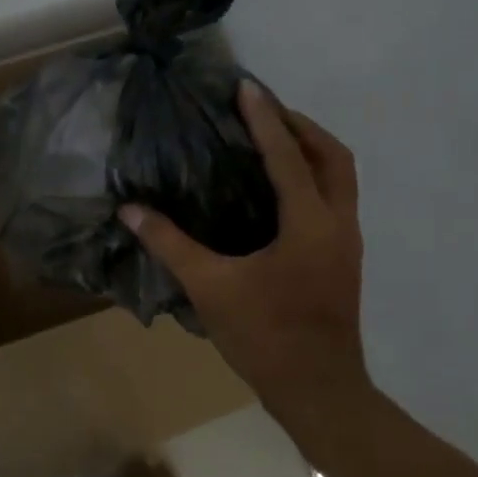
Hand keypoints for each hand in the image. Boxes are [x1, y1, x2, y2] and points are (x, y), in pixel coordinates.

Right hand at [121, 82, 368, 412]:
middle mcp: (337, 222)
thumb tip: (130, 210)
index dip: (265, 118)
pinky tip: (280, 190)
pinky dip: (312, 178)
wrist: (317, 389)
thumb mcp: (210, 287)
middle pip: (333, 155)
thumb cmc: (265, 336)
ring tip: (273, 140)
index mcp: (309, 222)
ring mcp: (347, 242)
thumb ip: (170, 244)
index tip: (246, 87)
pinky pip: (334, 199)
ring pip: (340, 177)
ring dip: (311, 150)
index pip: (287, 155)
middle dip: (300, 126)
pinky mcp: (343, 259)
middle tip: (263, 111)